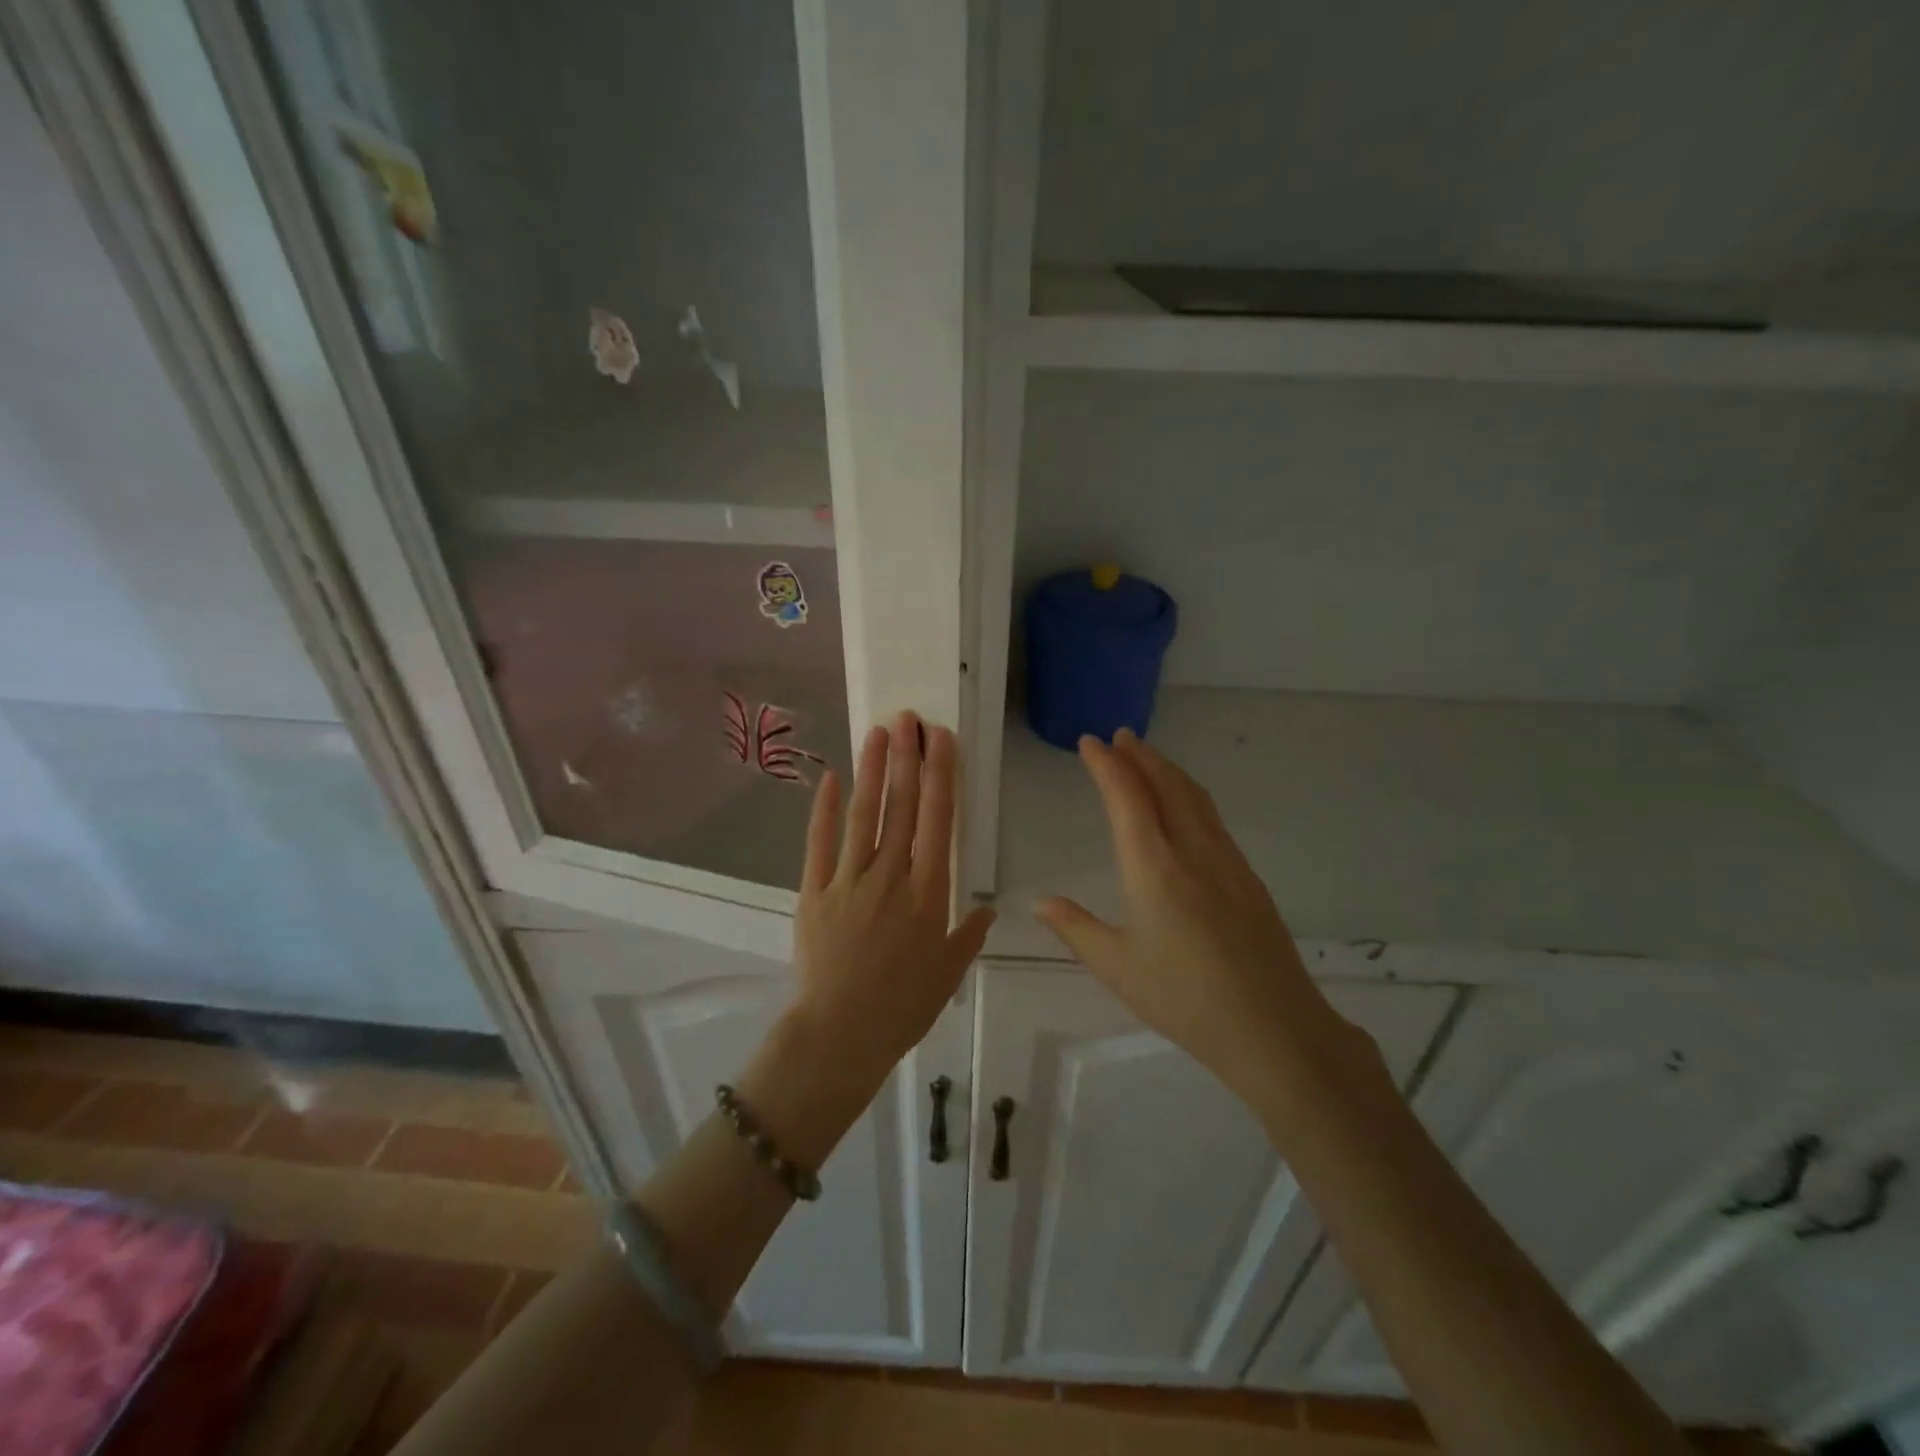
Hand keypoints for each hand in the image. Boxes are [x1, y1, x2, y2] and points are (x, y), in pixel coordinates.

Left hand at [743, 713, 994, 1165]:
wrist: (840, 1034)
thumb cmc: (902, 1006)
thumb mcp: (948, 973)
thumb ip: (968, 935)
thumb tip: (989, 907)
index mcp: (928, 891)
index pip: (938, 820)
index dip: (941, 774)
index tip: (942, 739)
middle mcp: (891, 874)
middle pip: (902, 805)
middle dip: (908, 758)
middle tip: (910, 718)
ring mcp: (849, 879)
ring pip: (864, 813)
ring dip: (872, 770)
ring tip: (878, 731)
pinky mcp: (814, 890)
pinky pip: (819, 842)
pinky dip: (824, 809)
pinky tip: (829, 777)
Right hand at [1034, 730, 1373, 1110]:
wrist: (1274, 1029)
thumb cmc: (1184, 999)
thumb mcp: (1117, 967)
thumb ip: (1076, 928)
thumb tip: (1040, 902)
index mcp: (1154, 867)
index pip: (1126, 797)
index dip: (1106, 765)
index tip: (1090, 743)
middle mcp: (1193, 851)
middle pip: (1167, 785)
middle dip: (1141, 756)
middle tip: (1120, 737)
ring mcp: (1227, 861)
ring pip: (1195, 797)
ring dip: (1168, 771)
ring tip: (1148, 760)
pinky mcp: (1248, 878)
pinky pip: (1213, 819)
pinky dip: (1190, 796)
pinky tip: (1186, 809)